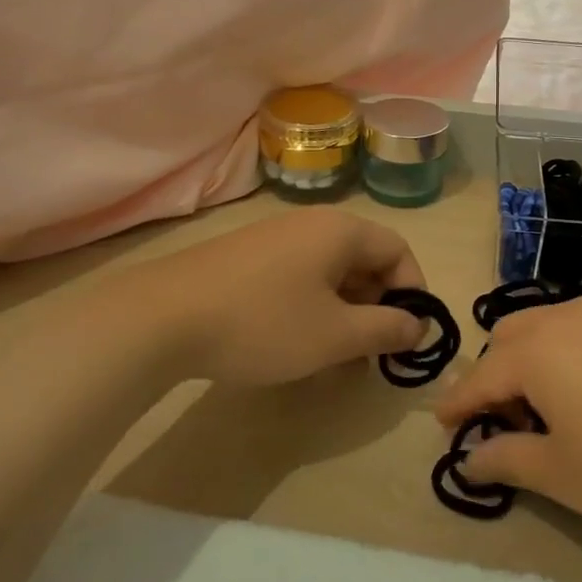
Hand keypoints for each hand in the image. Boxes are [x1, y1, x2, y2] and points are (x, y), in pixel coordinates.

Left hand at [115, 208, 428, 387]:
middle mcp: (312, 224)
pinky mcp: (247, 257)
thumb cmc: (264, 322)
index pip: (398, 250)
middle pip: (365, 259)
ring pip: (331, 271)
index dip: (413, 292)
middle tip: (372, 353)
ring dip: (345, 311)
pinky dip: (313, 306)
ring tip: (336, 356)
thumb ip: (386, 330)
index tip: (408, 335)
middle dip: (377, 307)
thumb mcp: (335, 335)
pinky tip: (296, 342)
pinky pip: (299, 276)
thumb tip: (418, 326)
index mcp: (341, 231)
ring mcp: (275, 238)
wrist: (163, 317)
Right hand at [434, 295, 581, 545]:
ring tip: (558, 403)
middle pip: (512, 335)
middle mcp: (571, 316)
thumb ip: (508, 460)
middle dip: (496, 373)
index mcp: (539, 351)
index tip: (445, 426)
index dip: (457, 404)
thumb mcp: (565, 476)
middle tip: (507, 419)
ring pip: (556, 324)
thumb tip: (471, 457)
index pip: (480, 377)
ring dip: (539, 356)